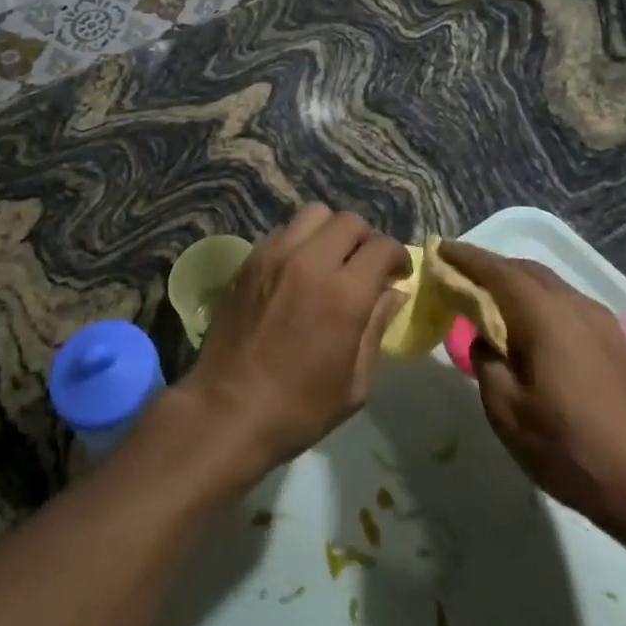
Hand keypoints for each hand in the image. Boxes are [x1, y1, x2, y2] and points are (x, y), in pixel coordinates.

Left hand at [179, 205, 408, 483]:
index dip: (398, 257)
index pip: (382, 247)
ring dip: (330, 232)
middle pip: (349, 221)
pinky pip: (283, 232)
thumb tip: (394, 293)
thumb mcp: (355, 382)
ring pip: (313, 214)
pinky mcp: (249, 260)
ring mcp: (274, 256)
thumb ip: (377, 327)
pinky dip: (300, 242)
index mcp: (344, 293)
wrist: (227, 410)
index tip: (398, 275)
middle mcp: (310, 261)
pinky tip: (297, 272)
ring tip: (330, 262)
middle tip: (365, 268)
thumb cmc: (299, 408)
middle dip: (366, 240)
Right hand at [441, 241, 625, 548]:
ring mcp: (605, 324)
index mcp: (544, 315)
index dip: (466, 258)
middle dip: (493, 268)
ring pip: (553, 289)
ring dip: (520, 287)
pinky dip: (544, 306)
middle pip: (527, 271)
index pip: (497, 270)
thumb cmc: (572, 450)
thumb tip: (484, 340)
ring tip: (495, 304)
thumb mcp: (508, 413)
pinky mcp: (621, 346)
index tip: (441, 249)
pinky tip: (536, 334)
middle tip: (462, 277)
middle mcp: (576, 307)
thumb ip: (486, 364)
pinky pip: (571, 309)